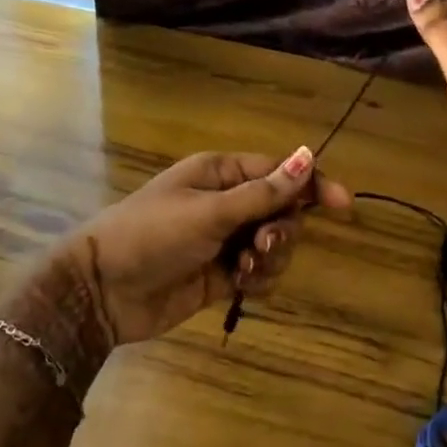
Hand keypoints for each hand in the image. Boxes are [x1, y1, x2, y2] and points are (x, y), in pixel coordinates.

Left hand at [60, 148, 352, 347]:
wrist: (102, 290)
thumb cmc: (152, 234)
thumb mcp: (210, 211)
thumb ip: (263, 192)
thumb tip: (308, 156)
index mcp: (221, 173)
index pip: (279, 172)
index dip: (312, 185)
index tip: (343, 206)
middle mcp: (226, 202)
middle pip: (282, 210)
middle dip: (282, 229)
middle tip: (261, 245)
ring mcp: (223, 239)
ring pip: (273, 243)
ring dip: (270, 257)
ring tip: (243, 269)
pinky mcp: (220, 274)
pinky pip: (258, 271)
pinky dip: (258, 279)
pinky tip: (240, 285)